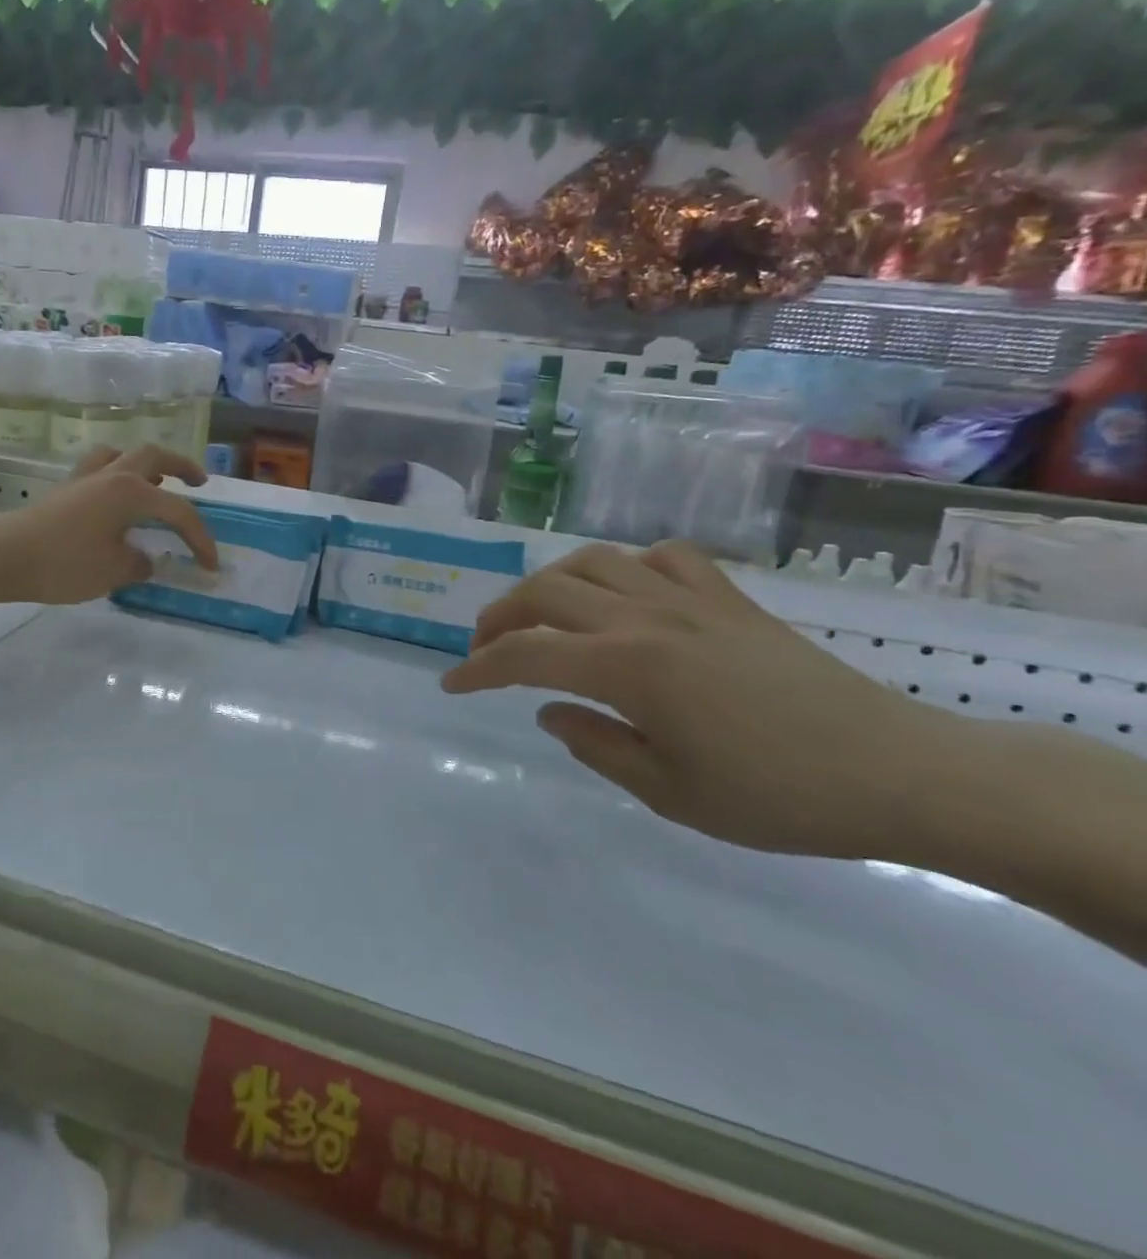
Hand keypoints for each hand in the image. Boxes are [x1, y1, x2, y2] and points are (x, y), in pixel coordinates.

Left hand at [0, 443, 218, 605]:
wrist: (3, 556)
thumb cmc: (64, 562)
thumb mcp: (112, 571)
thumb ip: (138, 563)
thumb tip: (144, 559)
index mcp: (131, 491)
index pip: (178, 512)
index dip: (200, 539)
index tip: (211, 565)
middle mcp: (111, 475)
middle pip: (154, 457)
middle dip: (182, 467)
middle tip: (199, 482)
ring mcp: (84, 478)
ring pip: (122, 455)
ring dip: (146, 464)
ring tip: (157, 482)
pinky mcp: (65, 490)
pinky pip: (100, 469)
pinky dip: (117, 475)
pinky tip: (116, 497)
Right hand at [441, 540, 969, 860]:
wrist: (903, 774)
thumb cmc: (779, 798)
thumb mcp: (669, 794)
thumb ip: (594, 744)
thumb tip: (550, 711)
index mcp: (626, 667)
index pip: (525, 656)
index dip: (477, 669)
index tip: (451, 685)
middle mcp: (646, 617)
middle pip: (544, 593)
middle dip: (499, 617)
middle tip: (485, 648)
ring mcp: (690, 599)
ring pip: (592, 562)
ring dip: (550, 584)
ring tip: (540, 615)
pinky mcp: (729, 598)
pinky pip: (663, 557)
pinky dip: (628, 567)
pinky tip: (627, 594)